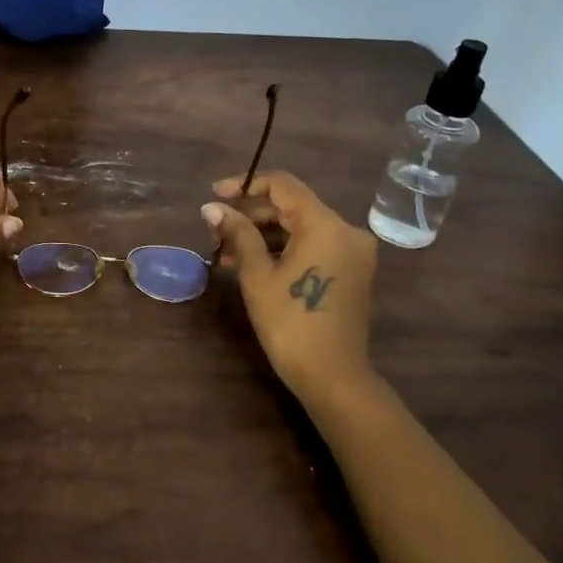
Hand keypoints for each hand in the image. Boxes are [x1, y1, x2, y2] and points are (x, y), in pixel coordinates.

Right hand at [203, 170, 378, 399]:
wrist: (333, 376)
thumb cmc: (290, 323)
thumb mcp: (257, 275)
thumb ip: (237, 234)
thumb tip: (210, 207)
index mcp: (325, 224)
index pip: (282, 185)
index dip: (245, 185)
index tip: (215, 195)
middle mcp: (346, 230)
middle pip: (292, 206)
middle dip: (251, 214)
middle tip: (216, 230)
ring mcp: (352, 251)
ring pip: (301, 227)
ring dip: (264, 233)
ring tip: (226, 251)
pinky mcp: (351, 270)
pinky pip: (313, 245)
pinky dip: (283, 249)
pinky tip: (252, 263)